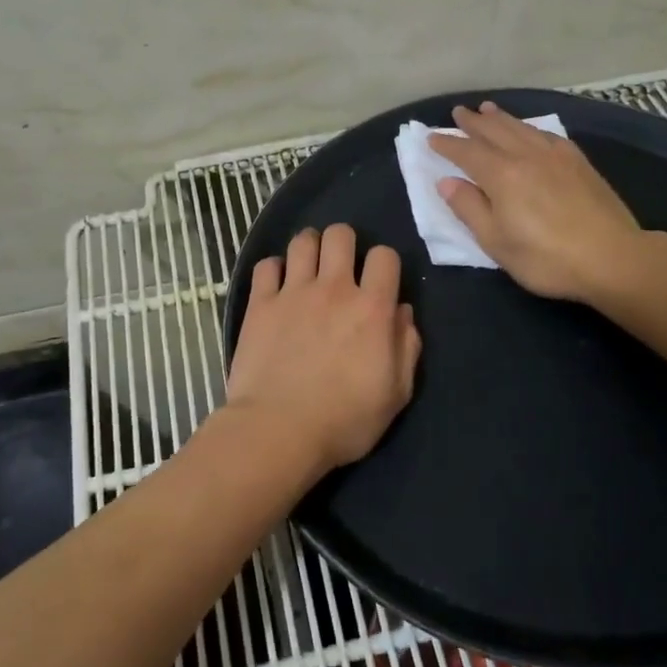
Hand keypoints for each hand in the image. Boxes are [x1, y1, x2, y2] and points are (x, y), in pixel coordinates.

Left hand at [226, 224, 421, 472]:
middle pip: (340, 235)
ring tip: (308, 267)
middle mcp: (334, 289)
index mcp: (372, 309)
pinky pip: (266, 265)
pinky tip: (277, 285)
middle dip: (344, 242)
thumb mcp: (396, 394)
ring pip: (302, 241)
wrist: (279, 431)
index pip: (385, 256)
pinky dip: (274, 269)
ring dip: (310, 248)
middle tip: (340, 266)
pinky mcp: (260, 304)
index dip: (384, 264)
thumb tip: (402, 312)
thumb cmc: (344, 420)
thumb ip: (406, 348)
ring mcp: (293, 293)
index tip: (378, 282)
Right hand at [428, 102, 649, 303]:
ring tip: (488, 109)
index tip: (431, 138)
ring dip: (501, 118)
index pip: (467, 153)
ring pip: (521, 128)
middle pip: (495, 132)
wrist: (613, 257)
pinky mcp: (579, 162)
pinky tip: (530, 130)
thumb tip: (446, 181)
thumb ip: (469, 209)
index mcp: (502, 176)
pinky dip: (530, 128)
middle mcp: (527, 156)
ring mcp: (556, 156)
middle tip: (458, 112)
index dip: (448, 144)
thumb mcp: (496, 242)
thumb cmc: (546, 258)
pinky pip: (546, 135)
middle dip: (473, 122)